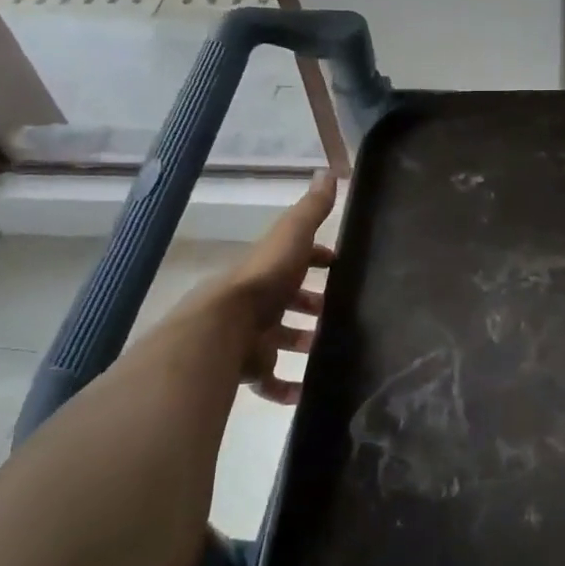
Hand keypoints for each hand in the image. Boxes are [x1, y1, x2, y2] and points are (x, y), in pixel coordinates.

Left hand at [225, 171, 337, 404]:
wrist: (222, 328)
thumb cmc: (264, 280)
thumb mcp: (292, 238)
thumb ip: (311, 211)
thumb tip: (327, 172)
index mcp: (267, 270)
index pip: (295, 261)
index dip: (318, 261)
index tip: (340, 268)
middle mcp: (257, 302)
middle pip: (287, 303)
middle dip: (312, 307)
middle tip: (342, 316)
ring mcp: (250, 337)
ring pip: (279, 341)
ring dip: (302, 344)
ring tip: (332, 352)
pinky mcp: (247, 369)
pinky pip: (269, 380)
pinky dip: (286, 388)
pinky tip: (306, 393)